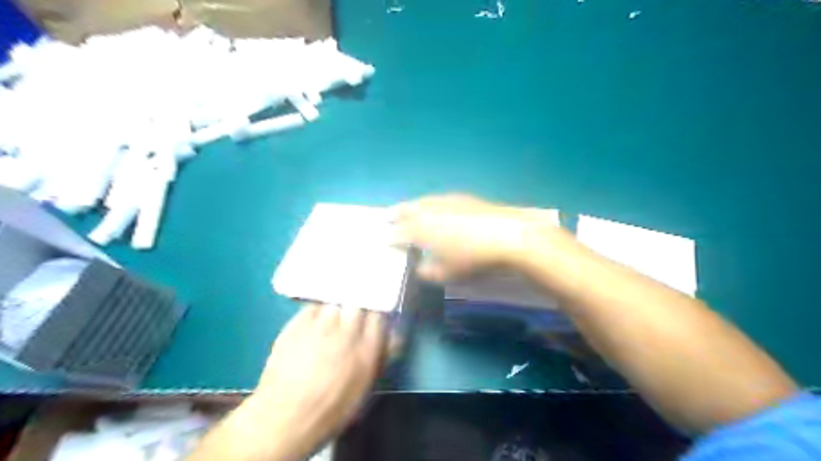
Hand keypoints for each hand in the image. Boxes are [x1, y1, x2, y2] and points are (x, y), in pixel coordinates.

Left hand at [229, 305, 386, 459]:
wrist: (285, 417)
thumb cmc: (331, 410)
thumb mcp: (365, 389)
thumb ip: (380, 357)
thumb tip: (394, 337)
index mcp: (367, 350)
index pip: (378, 317)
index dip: (375, 318)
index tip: (371, 323)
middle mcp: (346, 333)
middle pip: (357, 305)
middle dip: (356, 311)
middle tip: (350, 322)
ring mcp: (320, 326)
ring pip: (335, 304)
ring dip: (336, 311)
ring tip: (331, 322)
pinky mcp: (297, 325)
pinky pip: (313, 307)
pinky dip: (316, 312)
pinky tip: (314, 324)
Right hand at [390, 193, 550, 280]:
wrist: (507, 236)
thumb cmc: (473, 259)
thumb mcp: (447, 274)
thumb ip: (428, 272)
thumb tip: (420, 267)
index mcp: (421, 230)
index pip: (398, 233)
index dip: (390, 238)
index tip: (384, 241)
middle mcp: (429, 212)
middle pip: (406, 210)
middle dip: (395, 213)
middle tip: (386, 216)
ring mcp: (446, 202)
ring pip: (422, 201)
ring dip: (411, 205)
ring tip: (406, 208)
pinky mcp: (462, 198)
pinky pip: (438, 199)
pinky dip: (430, 202)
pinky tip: (434, 205)